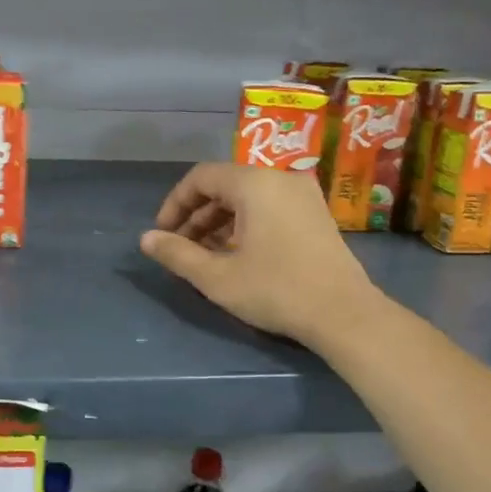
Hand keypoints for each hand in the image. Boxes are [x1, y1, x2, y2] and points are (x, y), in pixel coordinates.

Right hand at [139, 162, 381, 345]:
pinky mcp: (316, 214)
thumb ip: (177, 254)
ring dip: (220, 221)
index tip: (163, 234)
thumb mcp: (217, 277)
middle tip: (181, 248)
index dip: (175, 204)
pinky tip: (237, 254)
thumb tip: (146, 239)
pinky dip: (246, 223)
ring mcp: (303, 194)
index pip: (201, 177)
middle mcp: (280, 178)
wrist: (344, 314)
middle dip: (197, 215)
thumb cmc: (276, 291)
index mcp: (255, 184)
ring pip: (248, 197)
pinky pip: (270, 206)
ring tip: (205, 255)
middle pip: (225, 185)